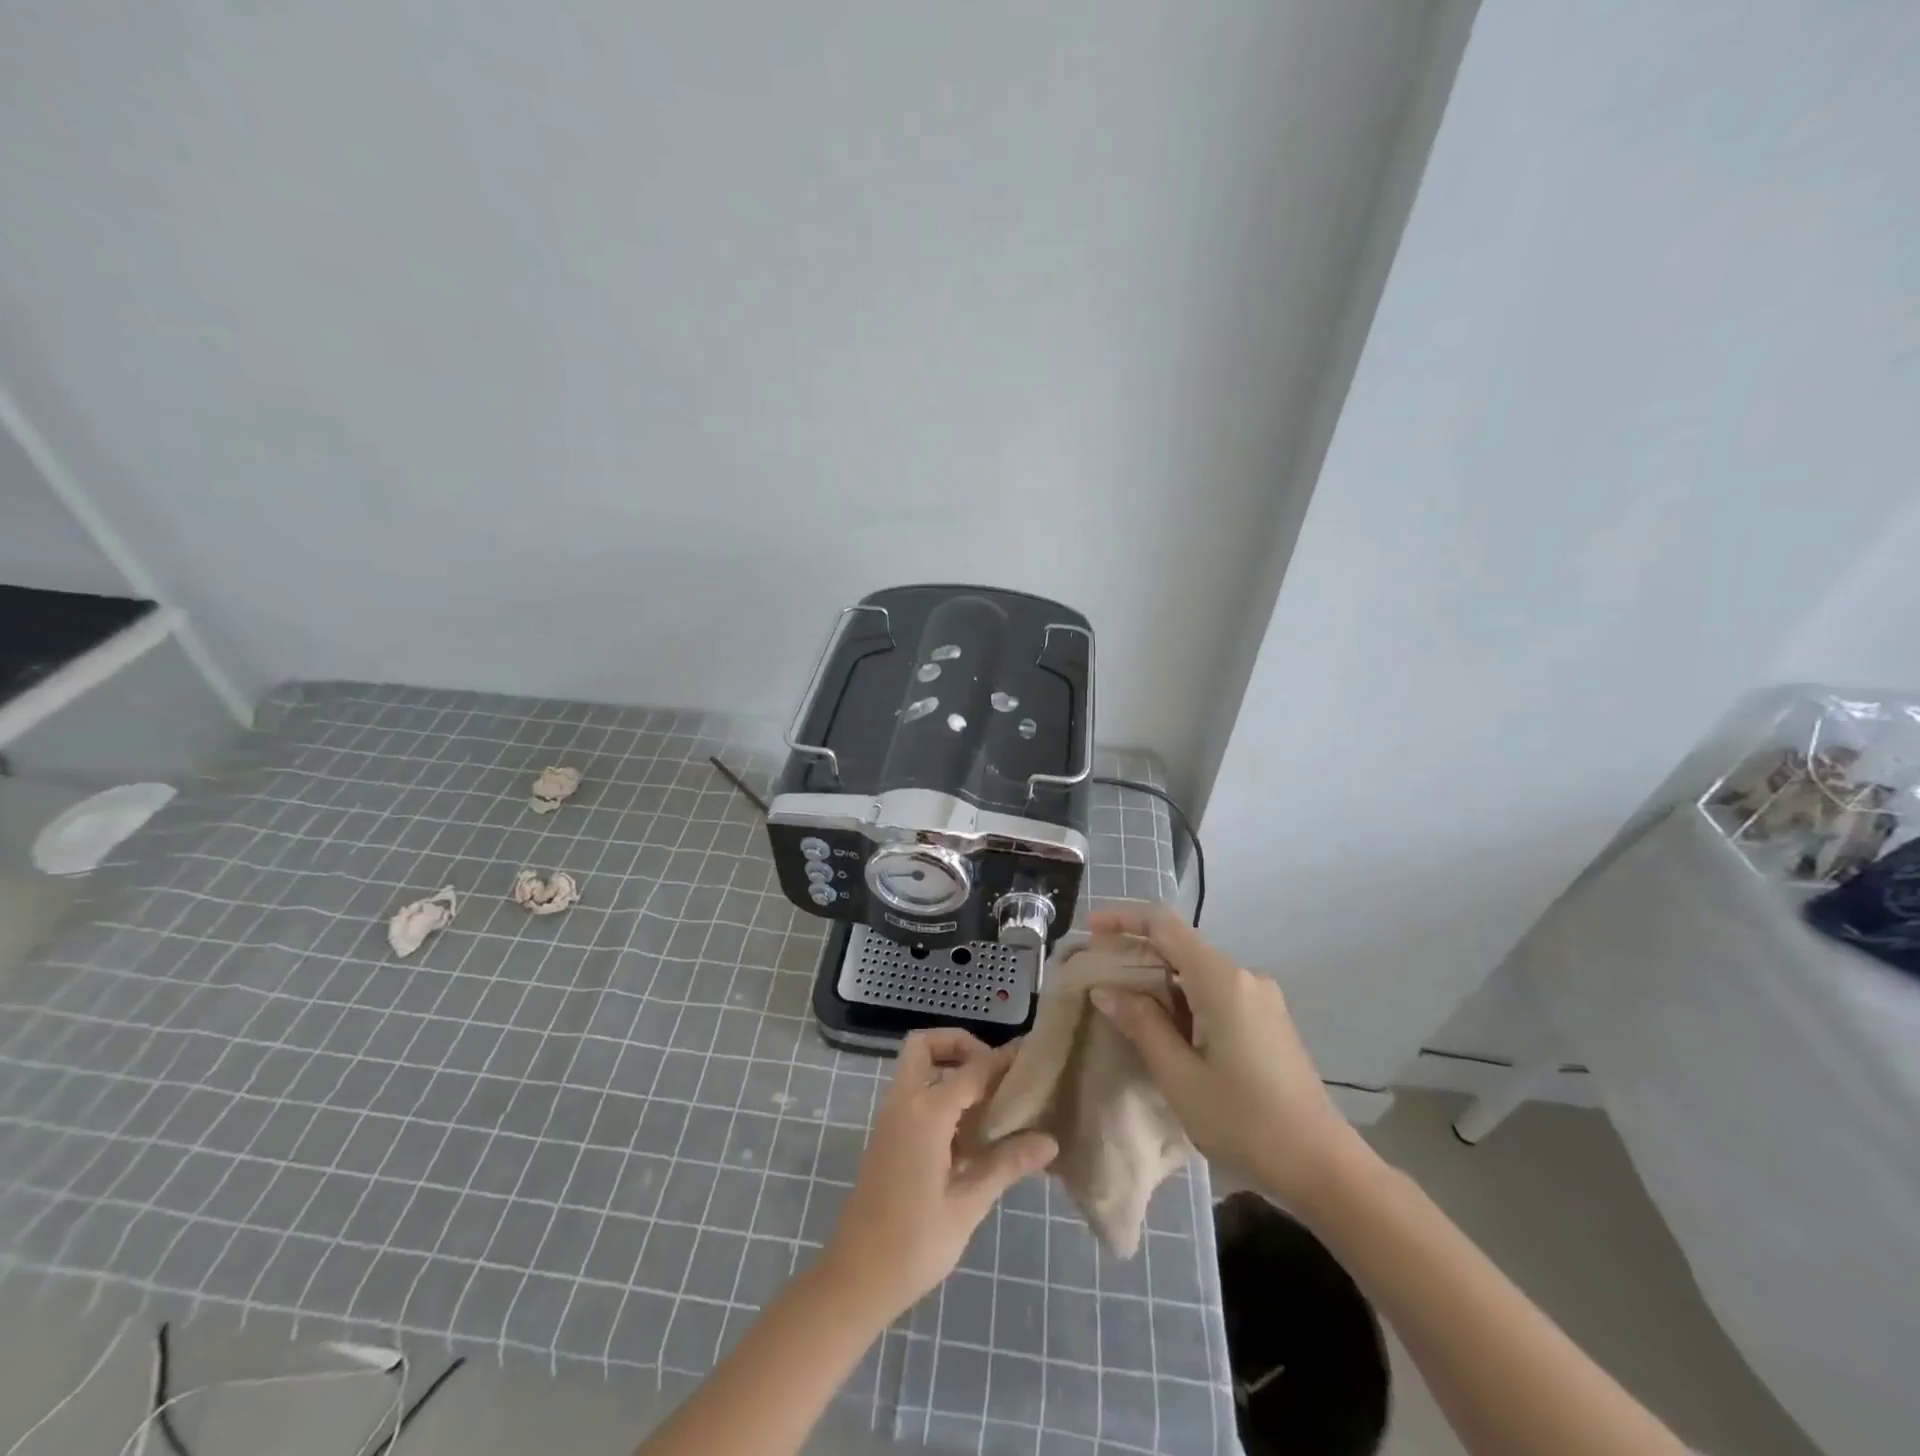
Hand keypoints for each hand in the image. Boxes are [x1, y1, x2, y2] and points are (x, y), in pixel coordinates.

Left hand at [819, 1029, 1057, 1322]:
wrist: (855, 1280)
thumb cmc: (914, 1244)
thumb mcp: (967, 1205)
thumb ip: (1006, 1164)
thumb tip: (1049, 1141)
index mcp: (926, 1113)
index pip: (972, 1069)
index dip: (1003, 1059)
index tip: (1032, 1055)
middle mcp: (904, 1103)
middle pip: (926, 1045)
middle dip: (960, 1044)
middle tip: (995, 1072)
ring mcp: (891, 1118)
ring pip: (917, 1068)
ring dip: (950, 1068)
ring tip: (991, 1101)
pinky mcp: (887, 1137)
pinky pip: (914, 1094)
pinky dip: (940, 1093)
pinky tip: (970, 1132)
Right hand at [1087, 903, 1364, 1212]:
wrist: (1324, 1167)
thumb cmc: (1245, 1122)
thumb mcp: (1180, 1076)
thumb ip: (1142, 1024)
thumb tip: (1106, 989)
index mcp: (1221, 980)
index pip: (1164, 924)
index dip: (1123, 918)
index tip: (1089, 930)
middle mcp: (1244, 976)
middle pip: (1180, 945)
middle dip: (1136, 953)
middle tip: (1097, 977)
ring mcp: (1260, 997)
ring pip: (1196, 970)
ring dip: (1158, 980)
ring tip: (1122, 1007)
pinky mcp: (1267, 1019)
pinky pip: (1215, 991)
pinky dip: (1182, 998)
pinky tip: (1164, 1028)